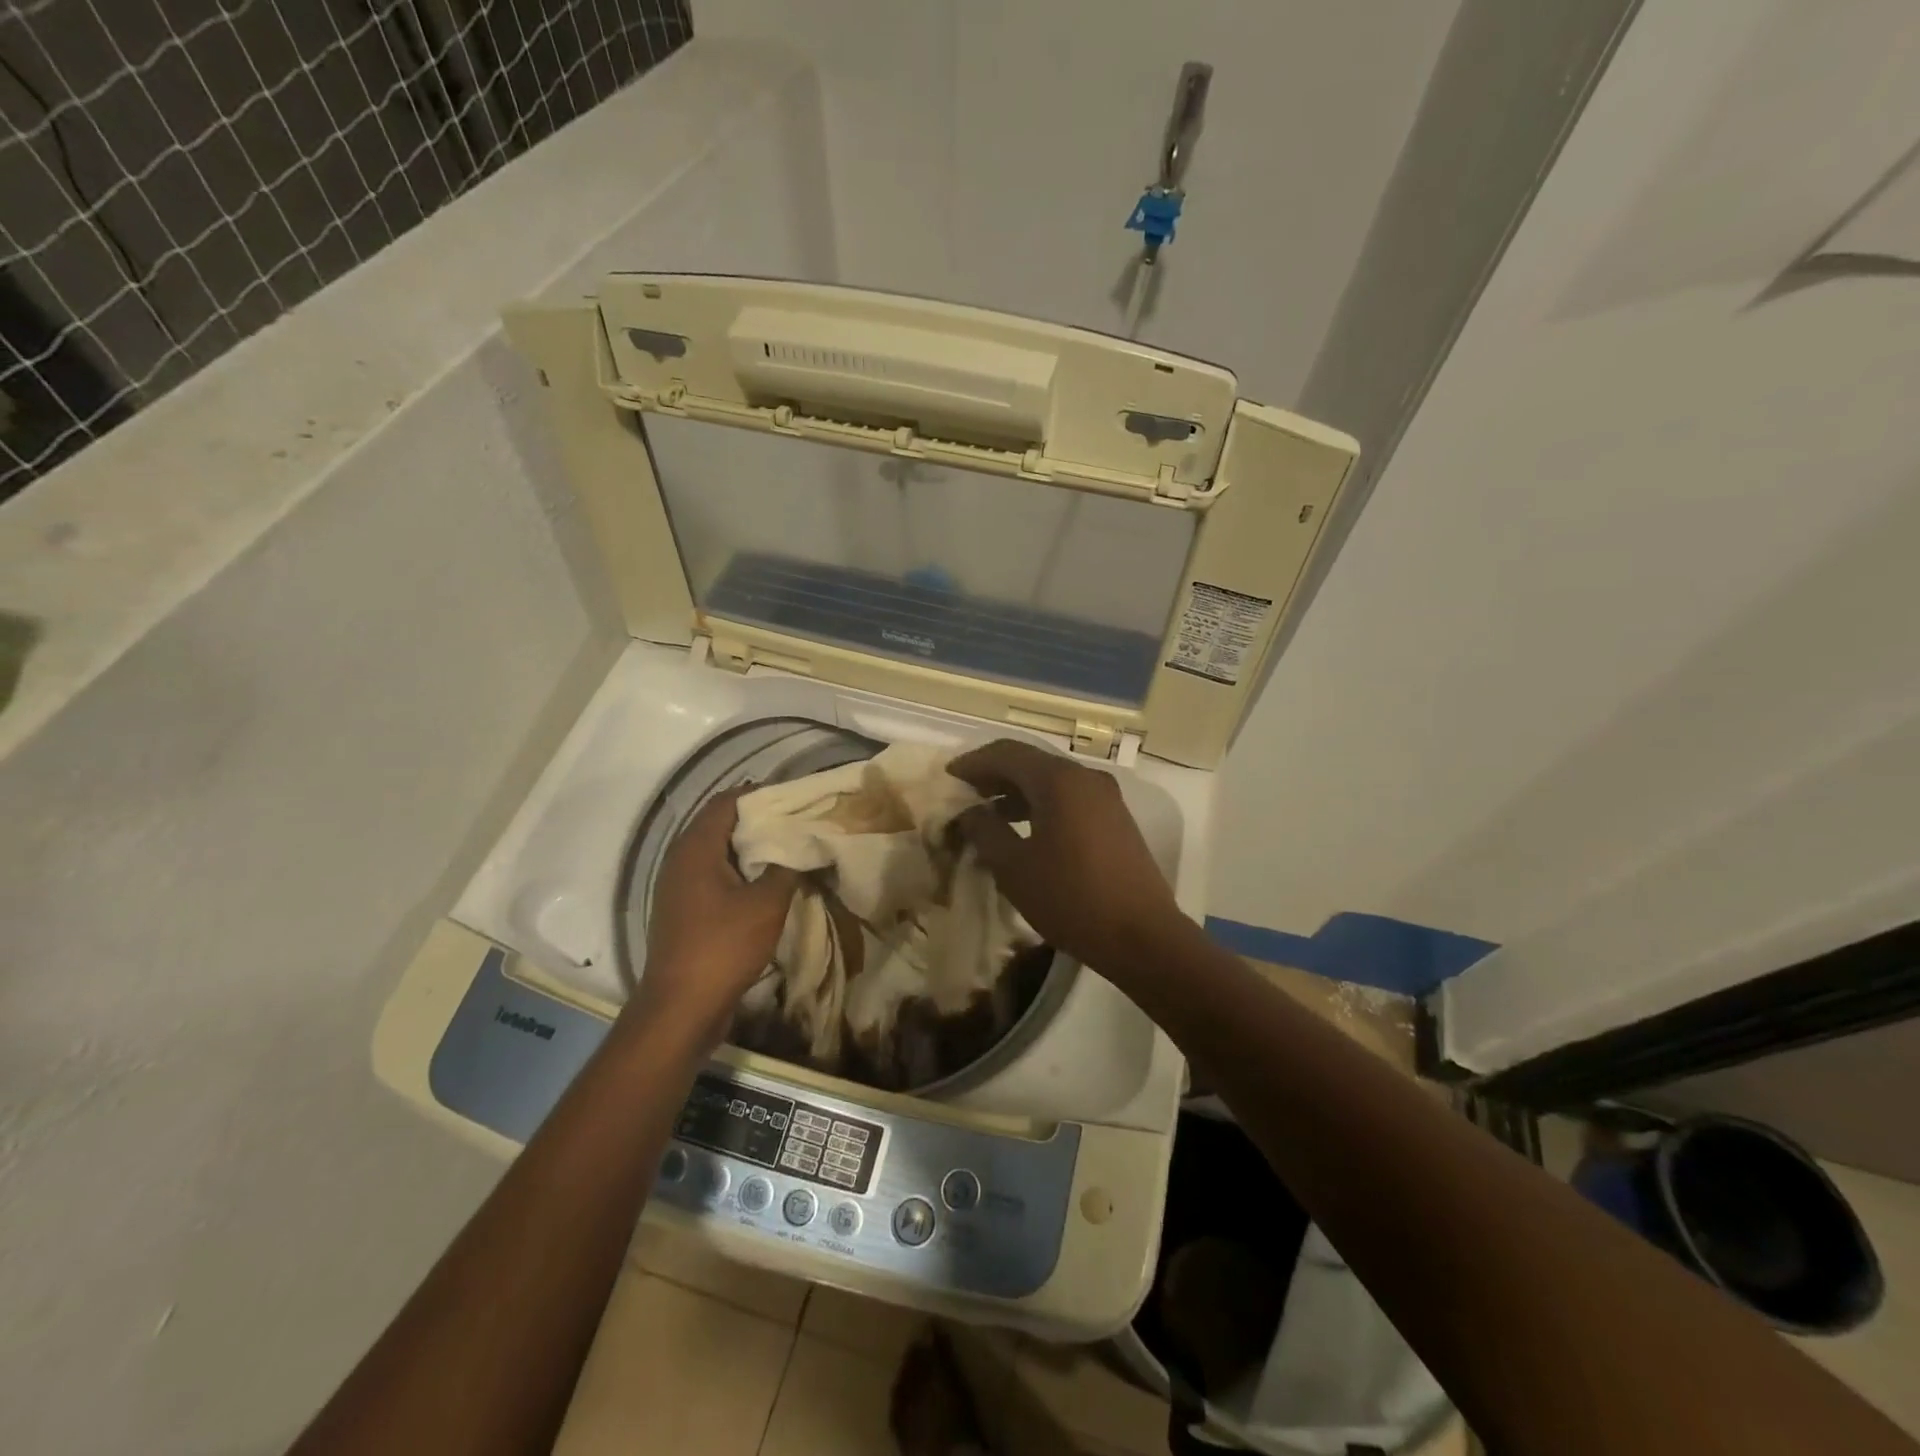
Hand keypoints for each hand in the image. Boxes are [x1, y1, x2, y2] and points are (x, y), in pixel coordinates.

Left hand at [630, 787, 798, 1046]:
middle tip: (795, 821)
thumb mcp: (767, 904)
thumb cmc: (724, 947)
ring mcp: (678, 886)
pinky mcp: (682, 909)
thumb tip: (801, 845)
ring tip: (786, 848)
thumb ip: (786, 867)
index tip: (793, 798)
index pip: (726, 802)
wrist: (681, 1008)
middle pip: (719, 824)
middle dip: (757, 820)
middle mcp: (680, 859)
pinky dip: (738, 870)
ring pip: (716, 851)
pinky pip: (713, 875)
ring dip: (748, 847)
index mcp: (696, 848)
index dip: (759, 795)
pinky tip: (765, 881)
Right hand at [948, 739, 1185, 976]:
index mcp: (1059, 780)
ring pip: (1052, 781)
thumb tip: (969, 813)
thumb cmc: (1071, 898)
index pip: (1007, 752)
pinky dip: (1041, 805)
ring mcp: (1106, 798)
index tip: (948, 777)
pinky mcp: (1115, 819)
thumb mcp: (1014, 867)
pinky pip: (1070, 799)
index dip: (973, 762)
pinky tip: (1025, 831)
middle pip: (1031, 762)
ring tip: (989, 816)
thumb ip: (985, 831)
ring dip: (1017, 792)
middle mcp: (1085, 777)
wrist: (1142, 936)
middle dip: (995, 775)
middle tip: (965, 795)